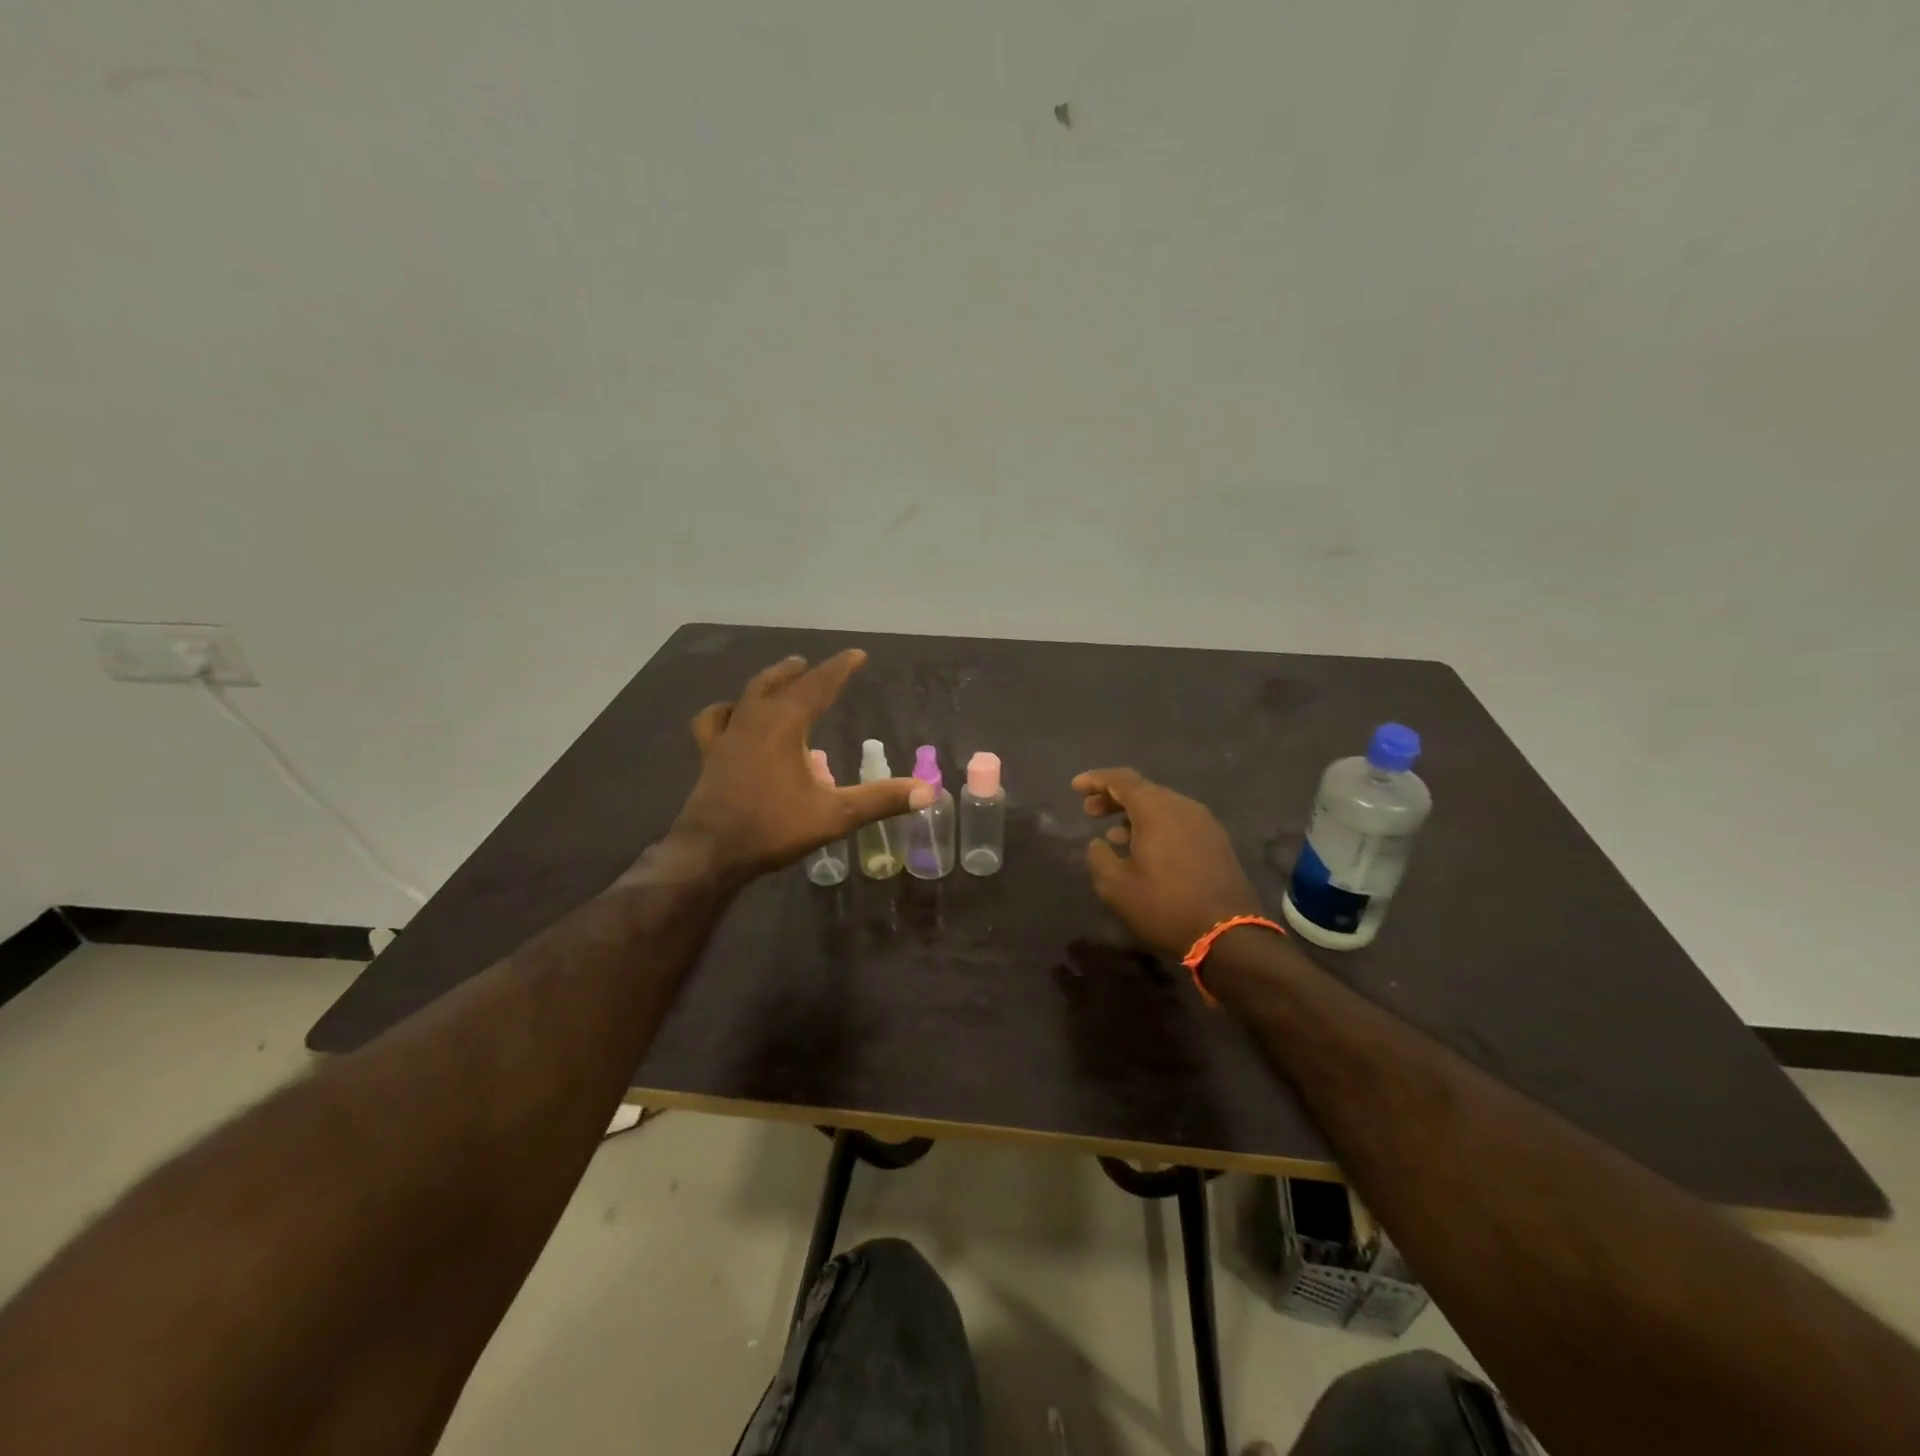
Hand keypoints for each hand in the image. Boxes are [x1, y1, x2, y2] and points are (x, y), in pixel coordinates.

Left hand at [669, 650, 931, 879]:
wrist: (711, 853)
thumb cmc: (773, 828)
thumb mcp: (835, 815)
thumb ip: (881, 799)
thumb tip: (929, 791)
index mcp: (785, 725)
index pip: (818, 685)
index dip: (840, 668)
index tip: (857, 654)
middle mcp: (754, 720)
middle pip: (778, 683)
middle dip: (799, 672)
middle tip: (811, 664)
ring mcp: (727, 736)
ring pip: (746, 695)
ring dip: (766, 683)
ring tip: (778, 680)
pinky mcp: (709, 755)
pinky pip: (714, 721)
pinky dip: (725, 711)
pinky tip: (730, 716)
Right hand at [1075, 767, 1262, 958]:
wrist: (1228, 935)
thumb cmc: (1165, 907)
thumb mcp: (1116, 887)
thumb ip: (1099, 857)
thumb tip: (1098, 843)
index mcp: (1157, 810)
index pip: (1122, 780)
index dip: (1096, 780)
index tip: (1076, 787)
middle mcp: (1183, 807)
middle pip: (1143, 789)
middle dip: (1114, 797)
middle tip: (1090, 811)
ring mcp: (1205, 823)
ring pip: (1163, 805)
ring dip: (1135, 814)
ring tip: (1114, 834)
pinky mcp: (1217, 842)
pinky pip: (1179, 821)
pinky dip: (1156, 825)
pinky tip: (1145, 848)